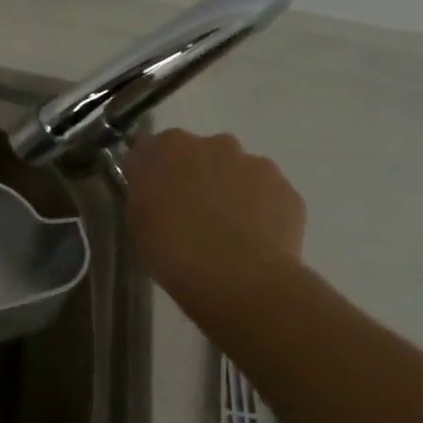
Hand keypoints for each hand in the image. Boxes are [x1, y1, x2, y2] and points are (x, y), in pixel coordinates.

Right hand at [121, 129, 305, 305]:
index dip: (151, 172)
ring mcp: (255, 164)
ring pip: (237, 171)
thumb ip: (144, 192)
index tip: (150, 196)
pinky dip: (258, 209)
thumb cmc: (170, 248)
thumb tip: (155, 188)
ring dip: (228, 190)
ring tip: (224, 230)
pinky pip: (266, 194)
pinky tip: (250, 239)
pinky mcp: (287, 190)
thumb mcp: (135, 218)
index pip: (152, 148)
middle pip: (199, 154)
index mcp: (167, 147)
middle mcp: (213, 144)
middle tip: (187, 212)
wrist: (236, 278)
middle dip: (194, 175)